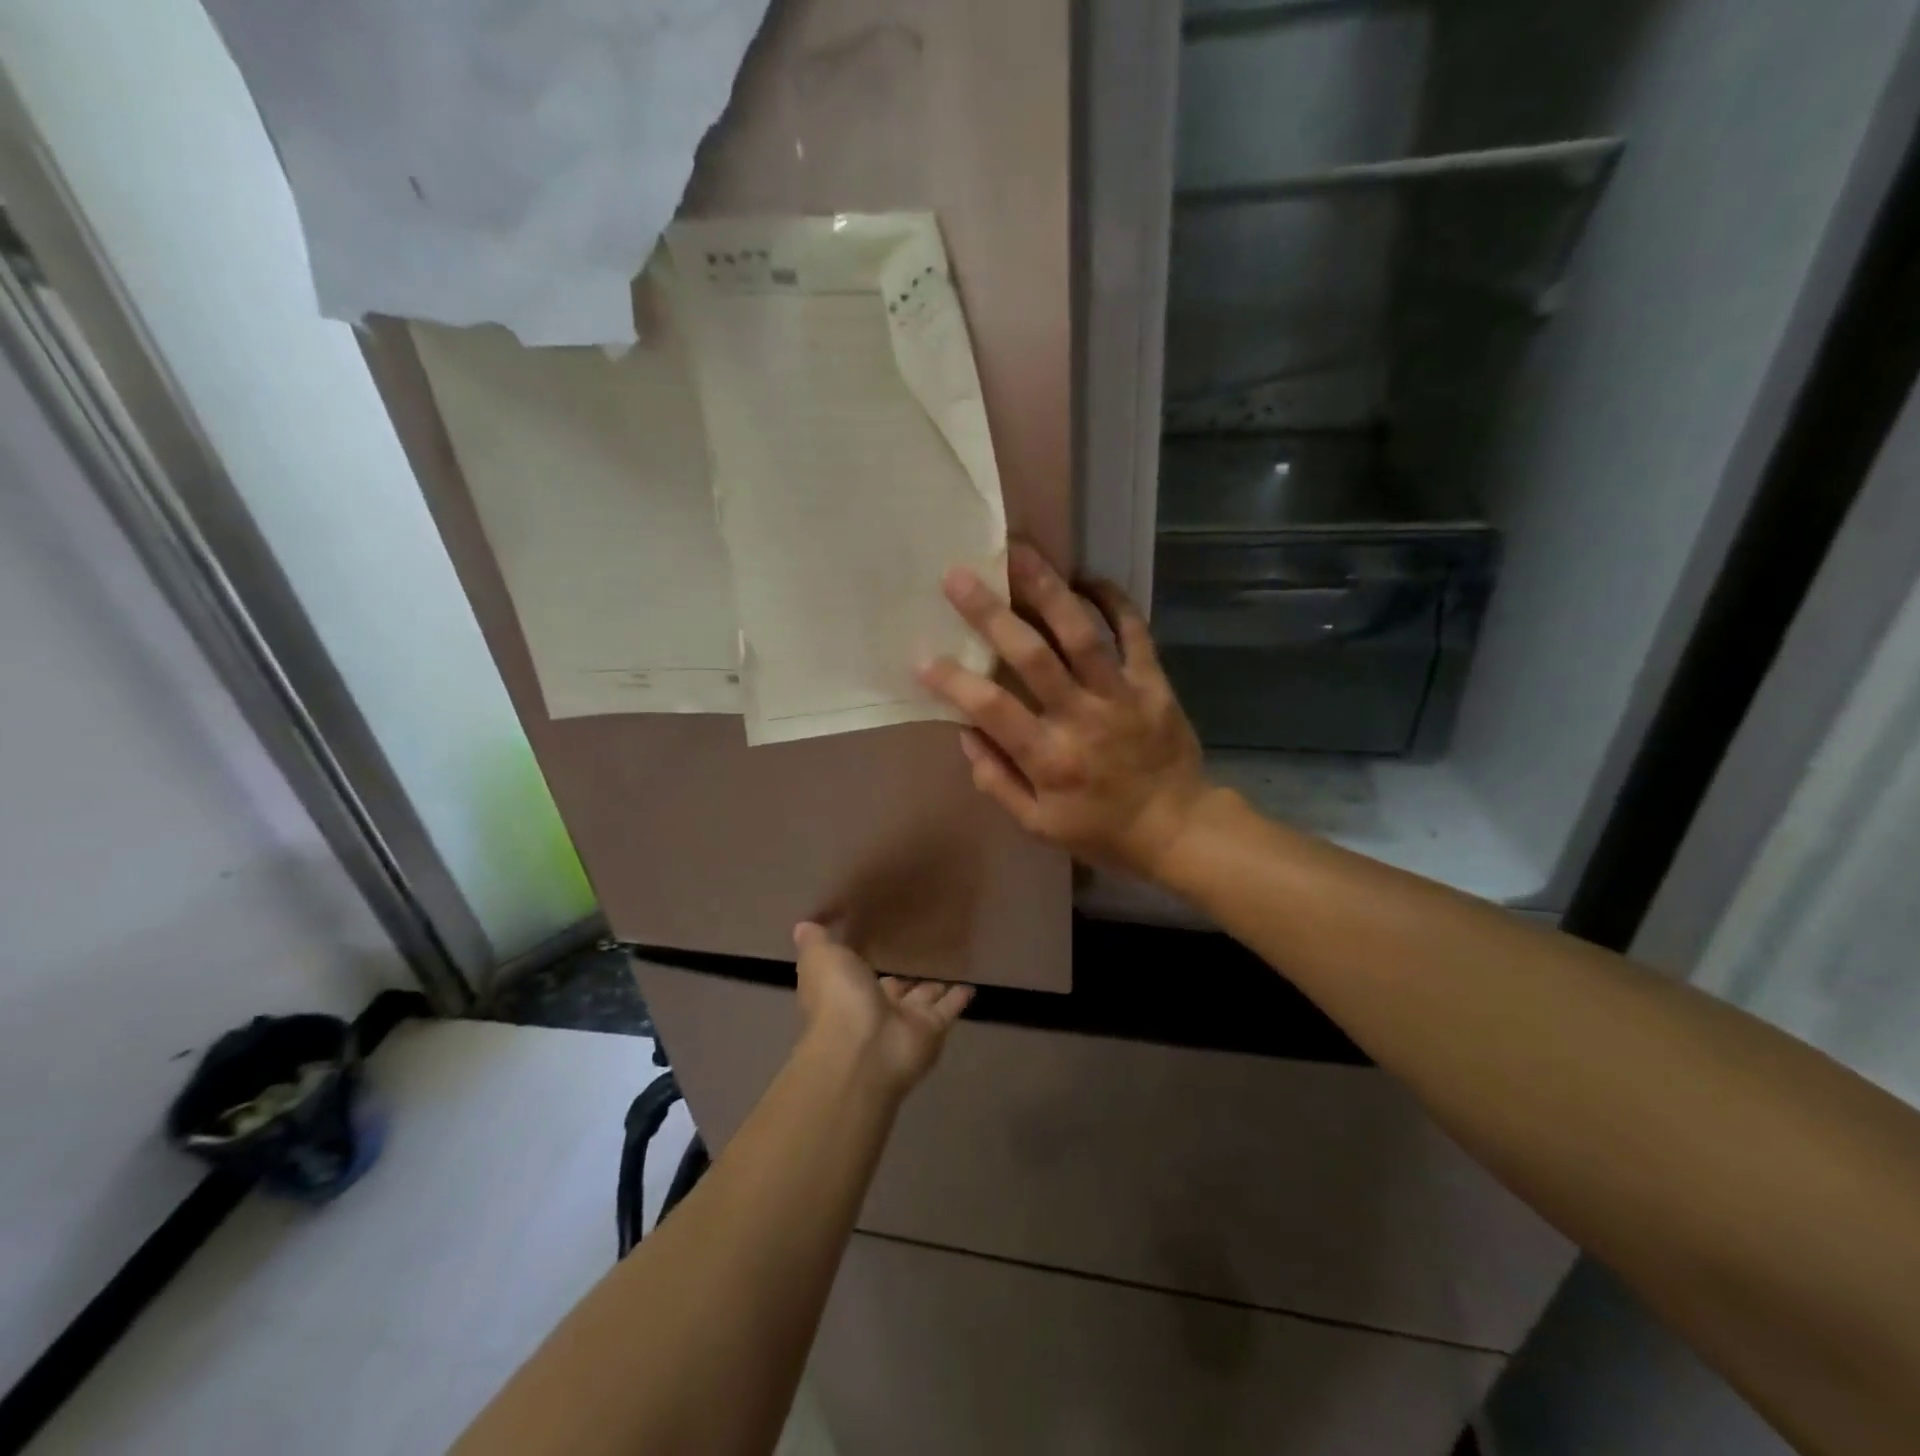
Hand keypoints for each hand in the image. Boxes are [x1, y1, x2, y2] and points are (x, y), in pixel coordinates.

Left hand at [793, 923, 972, 1096]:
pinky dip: (959, 998)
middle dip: (903, 975)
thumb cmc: (838, 998)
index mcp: (844, 991)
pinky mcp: (931, 1030)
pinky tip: (972, 983)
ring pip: (921, 999)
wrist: (863, 1049)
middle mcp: (873, 1007)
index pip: (856, 971)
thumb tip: (804, 924)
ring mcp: (903, 1022)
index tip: (879, 936)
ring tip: (949, 962)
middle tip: (921, 950)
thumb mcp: (820, 958)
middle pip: (892, 987)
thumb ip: (816, 939)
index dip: (865, 958)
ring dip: (932, 986)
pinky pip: (948, 1009)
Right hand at [918, 542, 1212, 882]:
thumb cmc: (1102, 830)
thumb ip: (997, 780)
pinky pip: (1135, 632)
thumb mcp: (1039, 825)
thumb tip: (965, 732)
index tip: (922, 657)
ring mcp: (1121, 694)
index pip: (992, 709)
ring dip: (1047, 588)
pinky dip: (1114, 600)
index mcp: (1049, 757)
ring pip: (1081, 632)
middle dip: (991, 613)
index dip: (954, 681)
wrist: (1179, 828)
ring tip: (1019, 551)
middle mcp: (1082, 717)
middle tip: (959, 576)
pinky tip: (1086, 575)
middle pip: (1032, 655)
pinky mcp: (1154, 682)